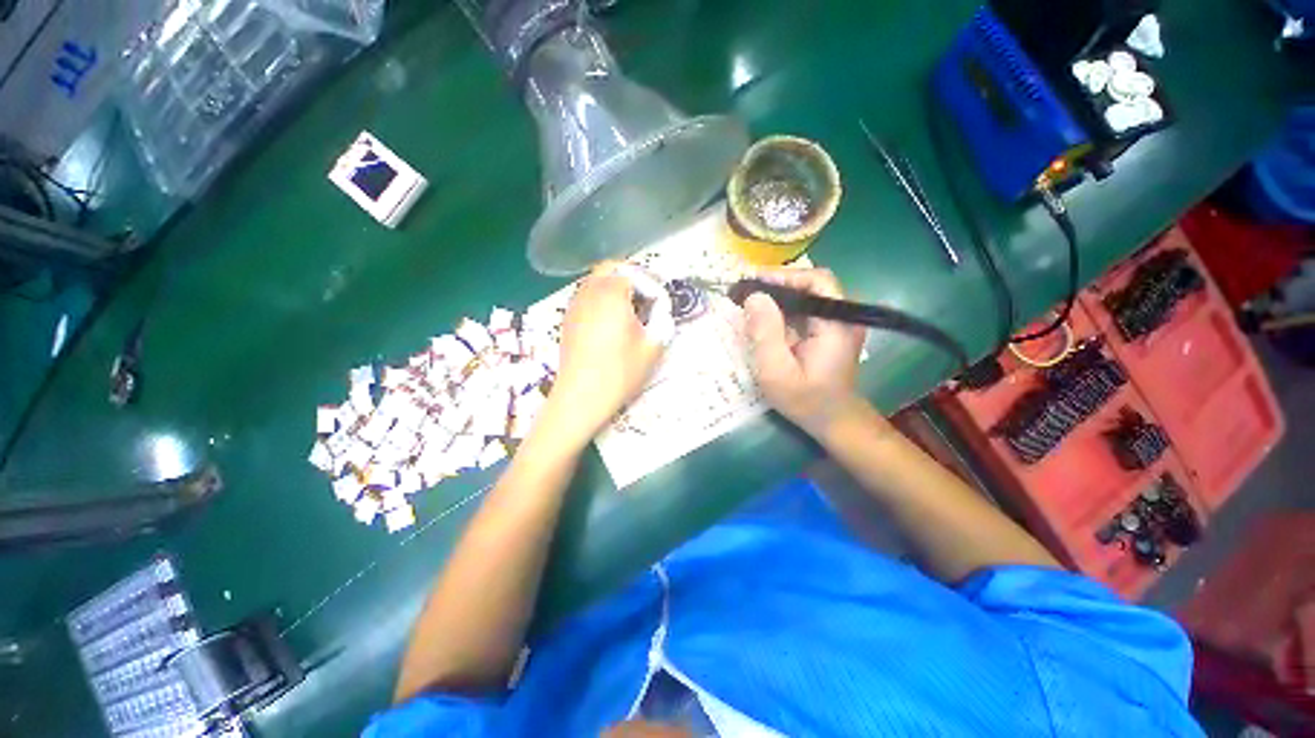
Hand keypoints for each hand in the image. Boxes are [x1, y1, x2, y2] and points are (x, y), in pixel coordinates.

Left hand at [545, 263, 666, 443]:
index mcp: (612, 294)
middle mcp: (589, 293)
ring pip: (595, 280)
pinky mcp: (568, 320)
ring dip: (614, 286)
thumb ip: (663, 320)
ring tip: (630, 308)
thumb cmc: (620, 371)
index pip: (635, 274)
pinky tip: (610, 321)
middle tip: (647, 296)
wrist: (581, 397)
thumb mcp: (653, 347)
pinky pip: (586, 296)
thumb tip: (661, 309)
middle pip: (610, 268)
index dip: (653, 285)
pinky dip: (600, 298)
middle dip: (632, 276)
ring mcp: (575, 305)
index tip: (662, 302)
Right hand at [743, 267, 867, 438]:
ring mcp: (837, 323)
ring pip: (806, 296)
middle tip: (745, 292)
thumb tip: (754, 297)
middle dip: (777, 285)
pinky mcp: (828, 330)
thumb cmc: (806, 401)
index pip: (815, 281)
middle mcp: (843, 316)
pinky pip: (804, 310)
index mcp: (837, 323)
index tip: (752, 282)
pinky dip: (782, 310)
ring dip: (777, 297)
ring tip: (749, 302)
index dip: (783, 277)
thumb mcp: (777, 372)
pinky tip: (763, 319)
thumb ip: (765, 334)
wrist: (834, 421)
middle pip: (811, 285)